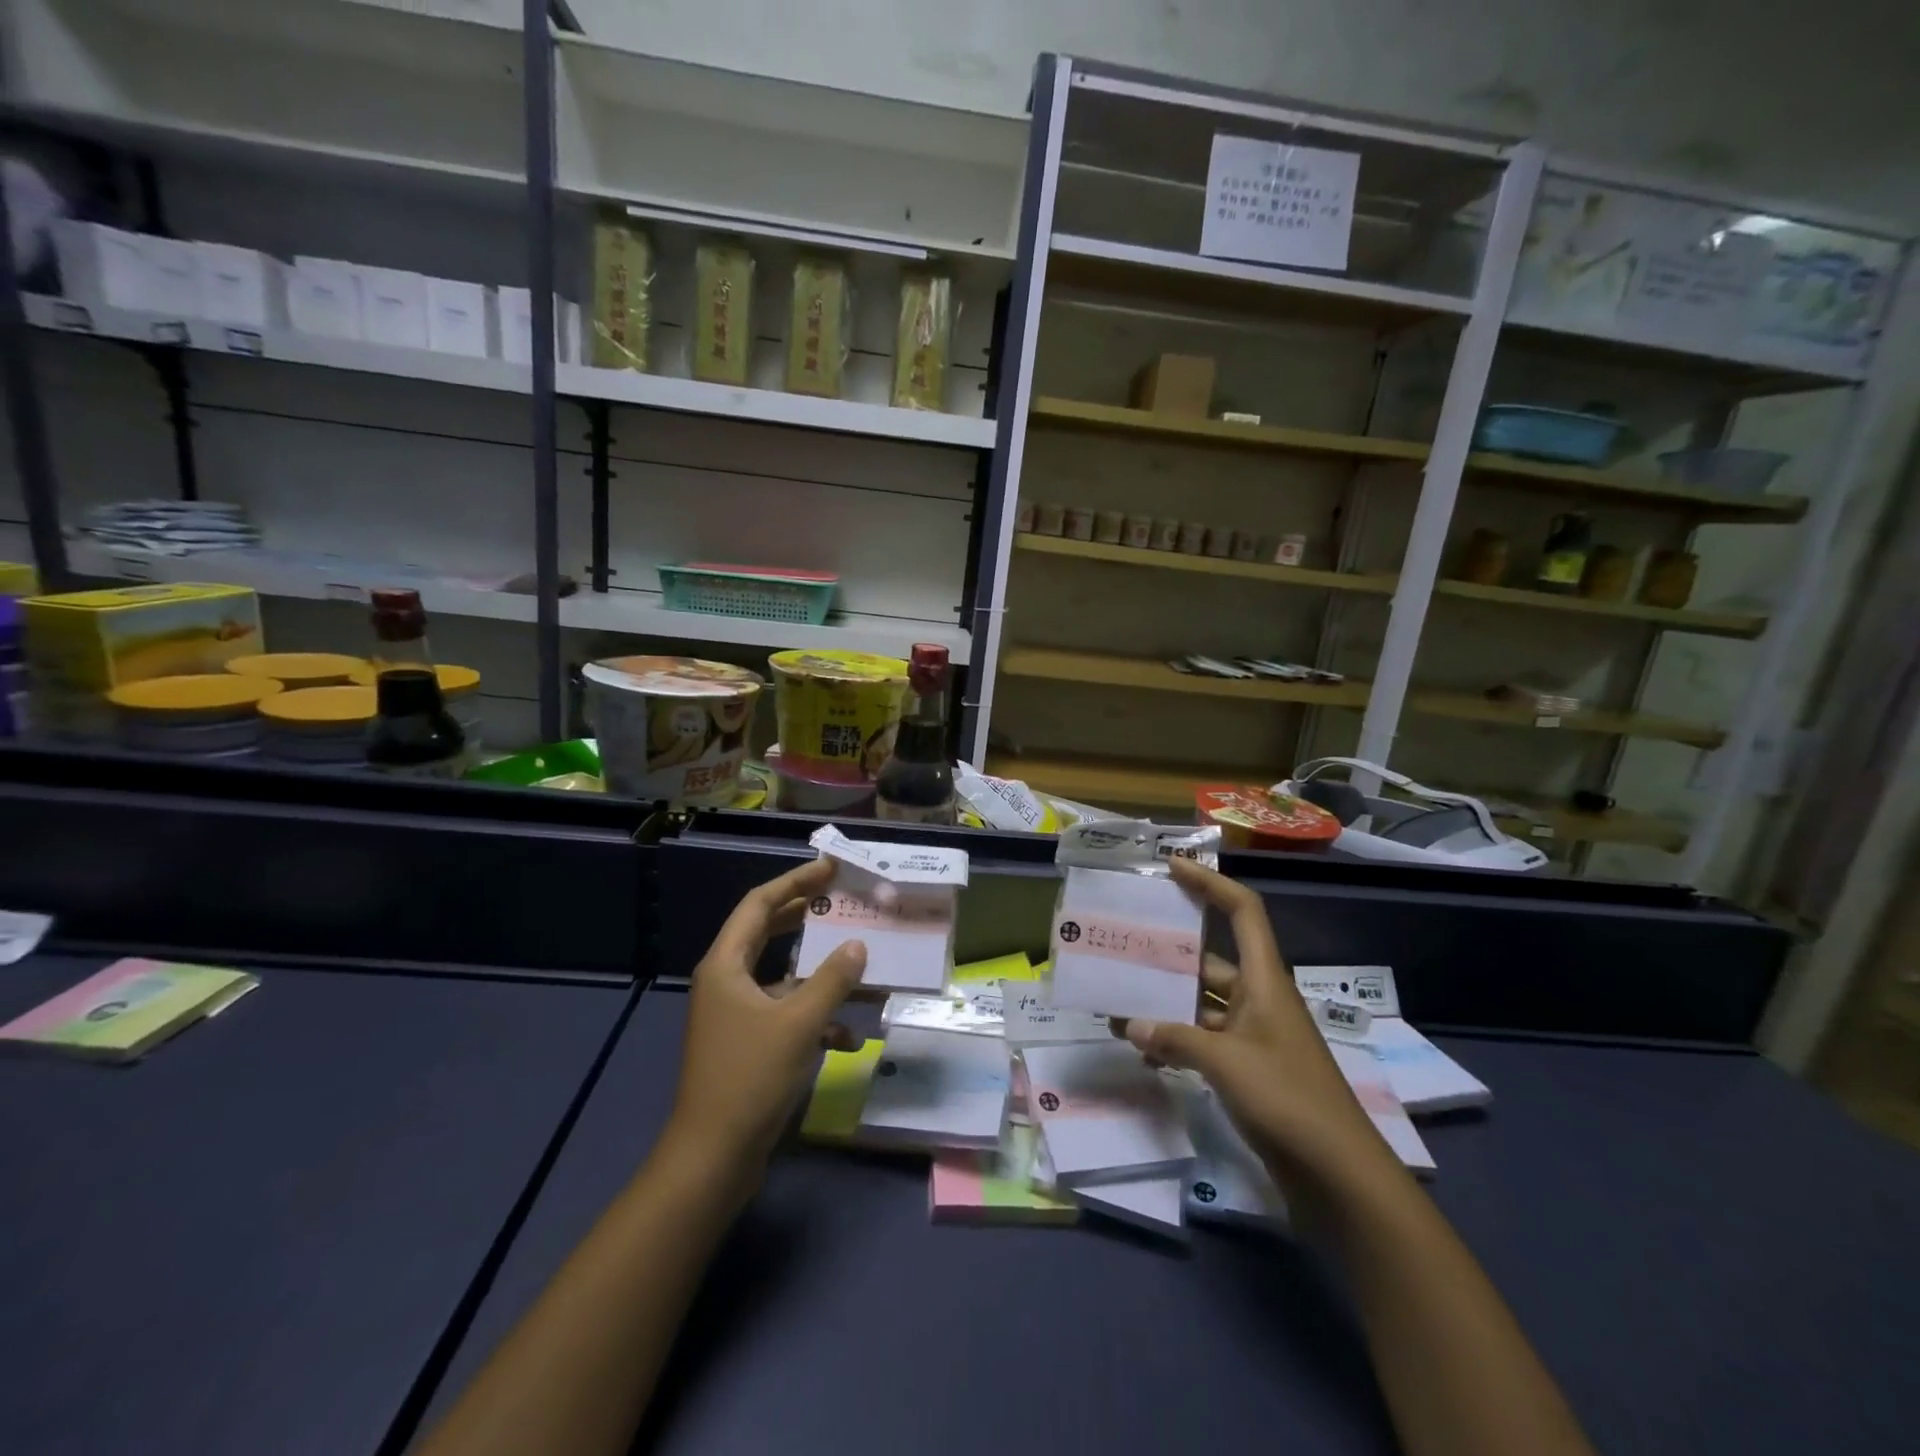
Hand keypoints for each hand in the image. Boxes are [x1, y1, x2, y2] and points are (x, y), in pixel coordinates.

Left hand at [665, 858, 867, 1186]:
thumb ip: (831, 980)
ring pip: (783, 976)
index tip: (830, 868)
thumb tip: (857, 944)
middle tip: (843, 899)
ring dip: (819, 972)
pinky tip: (849, 1036)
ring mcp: (735, 1014)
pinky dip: (815, 1017)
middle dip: (806, 916)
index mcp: (726, 965)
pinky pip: (785, 1014)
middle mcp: (726, 981)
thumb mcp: (798, 1024)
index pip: (759, 904)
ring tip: (859, 961)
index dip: (795, 882)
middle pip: (768, 932)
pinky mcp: (747, 1043)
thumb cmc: (749, 1078)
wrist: (712, 1158)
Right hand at [1112, 858, 1398, 1187]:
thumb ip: (1174, 1038)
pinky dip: (1175, 1043)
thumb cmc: (1288, 1100)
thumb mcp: (1226, 1063)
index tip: (1172, 868)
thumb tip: (1129, 1025)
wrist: (1340, 1178)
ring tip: (1118, 1005)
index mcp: (1265, 982)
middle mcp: (1259, 1000)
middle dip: (1167, 956)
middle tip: (1121, 948)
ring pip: (1201, 1005)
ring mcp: (1253, 1037)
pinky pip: (1203, 1042)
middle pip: (1209, 961)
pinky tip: (1144, 1055)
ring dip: (1164, 1006)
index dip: (1211, 884)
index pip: (1243, 913)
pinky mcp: (1248, 1072)